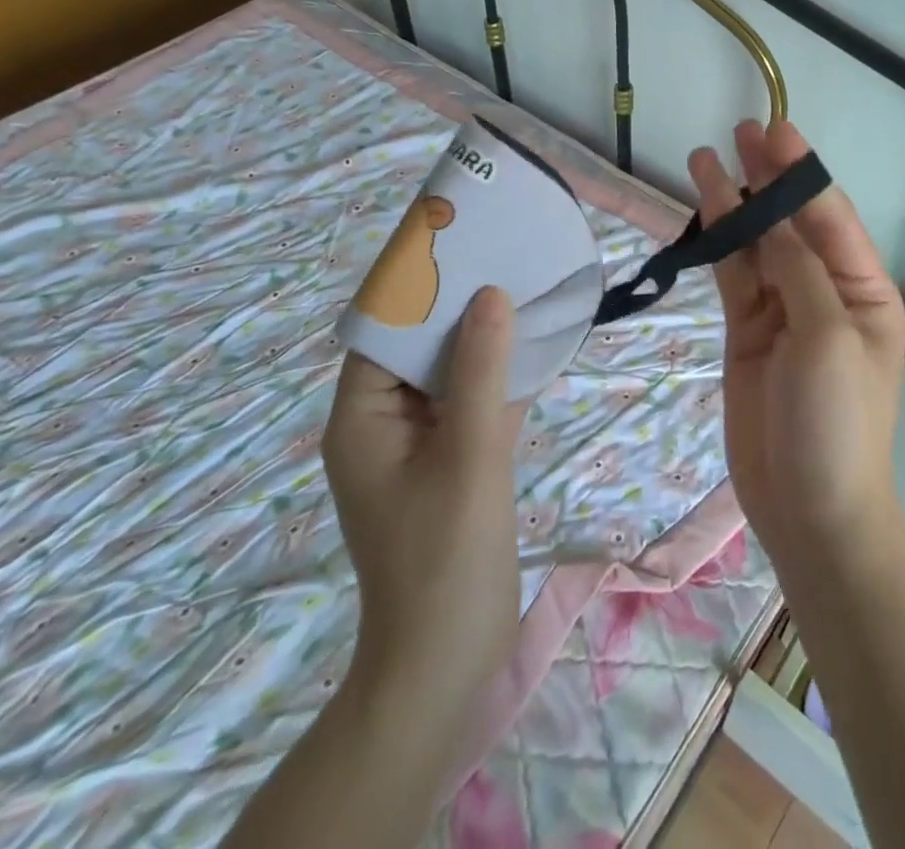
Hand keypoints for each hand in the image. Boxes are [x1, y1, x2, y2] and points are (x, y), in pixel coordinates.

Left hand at [322, 286, 522, 728]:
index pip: (384, 331)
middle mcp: (385, 421)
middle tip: (505, 255)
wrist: (448, 661)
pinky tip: (541, 345)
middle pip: (421, 347)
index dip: (418, 285)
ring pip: (453, 373)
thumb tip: (491, 294)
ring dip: (487, 339)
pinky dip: (503, 376)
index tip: (459, 242)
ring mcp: (421, 442)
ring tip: (526, 285)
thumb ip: (479, 372)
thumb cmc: (444, 557)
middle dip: (461, 305)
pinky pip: (475, 402)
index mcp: (363, 416)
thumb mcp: (466, 455)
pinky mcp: (453, 460)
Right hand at [688, 119, 904, 568]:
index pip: (830, 217)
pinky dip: (719, 244)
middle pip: (792, 223)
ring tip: (705, 158)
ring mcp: (784, 311)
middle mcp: (825, 291)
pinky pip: (733, 277)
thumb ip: (798, 271)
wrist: (809, 509)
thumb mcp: (827, 336)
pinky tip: (703, 212)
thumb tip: (772, 220)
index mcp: (864, 289)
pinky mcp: (748, 332)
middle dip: (769, 178)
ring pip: (756, 245)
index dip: (802, 173)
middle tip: (742, 131)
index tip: (775, 131)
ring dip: (734, 203)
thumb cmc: (836, 421)